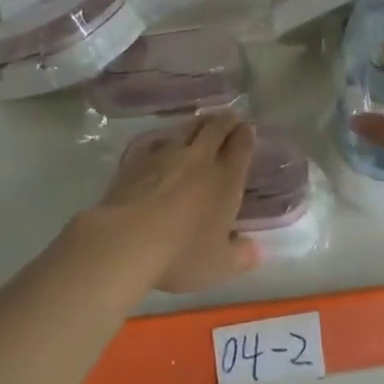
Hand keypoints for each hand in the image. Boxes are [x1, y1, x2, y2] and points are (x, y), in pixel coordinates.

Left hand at [89, 112, 259, 293]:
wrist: (126, 240)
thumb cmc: (180, 254)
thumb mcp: (219, 265)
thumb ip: (241, 256)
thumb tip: (257, 249)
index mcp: (225, 179)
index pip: (241, 146)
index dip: (247, 135)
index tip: (249, 129)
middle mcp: (199, 159)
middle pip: (215, 128)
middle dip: (225, 120)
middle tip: (229, 118)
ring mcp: (165, 154)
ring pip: (186, 128)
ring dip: (197, 123)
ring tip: (201, 123)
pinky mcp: (136, 159)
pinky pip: (154, 140)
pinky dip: (162, 138)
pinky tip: (160, 142)